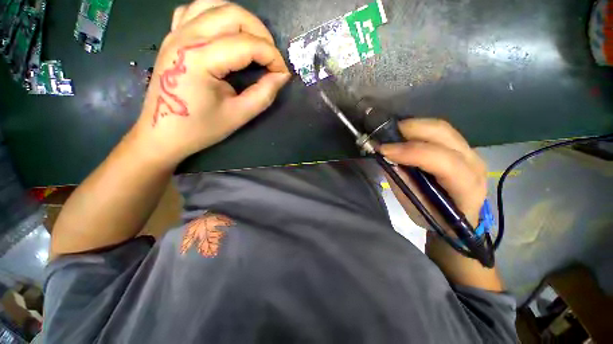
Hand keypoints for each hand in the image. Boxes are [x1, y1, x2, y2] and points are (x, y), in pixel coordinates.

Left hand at [131, 0, 290, 165]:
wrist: (162, 134)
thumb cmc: (200, 128)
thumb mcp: (239, 115)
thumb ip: (264, 94)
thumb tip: (282, 76)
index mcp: (201, 59)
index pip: (248, 44)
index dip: (273, 57)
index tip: (283, 73)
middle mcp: (186, 36)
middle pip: (233, 14)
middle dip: (261, 34)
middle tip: (272, 58)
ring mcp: (176, 32)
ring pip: (215, 4)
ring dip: (242, 21)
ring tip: (254, 43)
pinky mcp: (172, 36)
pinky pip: (195, 10)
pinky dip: (217, 15)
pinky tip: (225, 33)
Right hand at [380, 118, 486, 227]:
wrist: (458, 219)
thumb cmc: (434, 217)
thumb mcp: (415, 206)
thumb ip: (403, 181)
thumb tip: (387, 158)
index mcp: (466, 187)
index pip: (443, 161)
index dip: (411, 152)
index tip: (383, 150)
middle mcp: (473, 164)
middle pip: (444, 134)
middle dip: (410, 129)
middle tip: (384, 134)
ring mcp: (470, 152)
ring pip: (441, 128)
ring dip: (413, 127)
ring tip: (391, 134)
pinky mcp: (461, 148)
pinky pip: (439, 132)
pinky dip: (418, 130)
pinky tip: (403, 135)